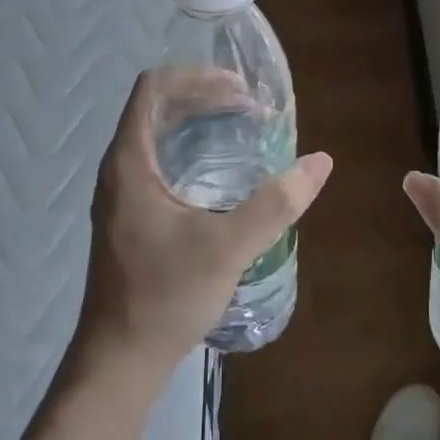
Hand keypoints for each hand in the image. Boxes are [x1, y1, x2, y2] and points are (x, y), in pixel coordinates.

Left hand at [74, 70, 332, 380]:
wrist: (119, 360)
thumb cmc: (166, 296)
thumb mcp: (228, 247)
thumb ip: (276, 203)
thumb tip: (320, 162)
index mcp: (130, 162)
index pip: (154, 88)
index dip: (197, 78)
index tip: (240, 92)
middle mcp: (119, 169)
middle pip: (156, 107)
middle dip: (203, 97)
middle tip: (250, 109)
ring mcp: (120, 194)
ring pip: (156, 135)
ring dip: (196, 123)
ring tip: (240, 130)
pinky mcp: (128, 216)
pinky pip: (157, 161)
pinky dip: (188, 150)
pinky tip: (219, 174)